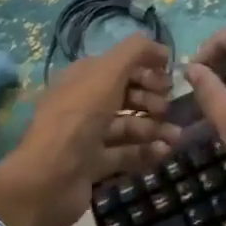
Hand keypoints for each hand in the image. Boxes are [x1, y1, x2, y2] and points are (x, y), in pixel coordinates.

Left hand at [0, 34, 180, 225]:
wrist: (49, 178)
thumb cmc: (79, 118)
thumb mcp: (107, 73)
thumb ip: (135, 52)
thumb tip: (159, 47)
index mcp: (82, 77)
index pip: (119, 65)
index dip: (145, 68)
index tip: (169, 77)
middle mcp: (83, 103)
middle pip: (125, 95)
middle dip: (151, 98)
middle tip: (167, 108)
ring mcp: (87, 136)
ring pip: (128, 125)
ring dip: (154, 127)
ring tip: (175, 136)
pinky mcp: (93, 165)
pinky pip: (125, 153)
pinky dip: (146, 151)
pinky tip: (164, 151)